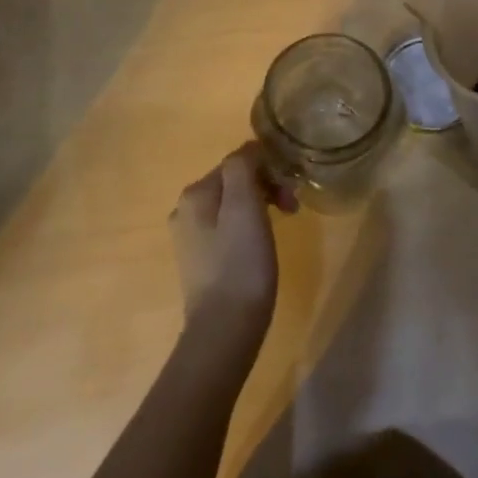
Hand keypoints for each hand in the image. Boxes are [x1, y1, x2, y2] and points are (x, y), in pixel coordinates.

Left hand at [170, 144, 289, 338]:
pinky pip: (228, 228)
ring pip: (232, 204)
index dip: (270, 169)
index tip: (292, 190)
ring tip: (282, 226)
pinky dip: (249, 227)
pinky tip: (261, 246)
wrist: (225, 328)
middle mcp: (185, 209)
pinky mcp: (200, 261)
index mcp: (195, 192)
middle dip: (267, 187)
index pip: (239, 160)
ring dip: (261, 206)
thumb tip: (249, 149)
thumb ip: (242, 167)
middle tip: (292, 209)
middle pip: (234, 181)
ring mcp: (190, 237)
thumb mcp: (244, 205)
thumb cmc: (241, 262)